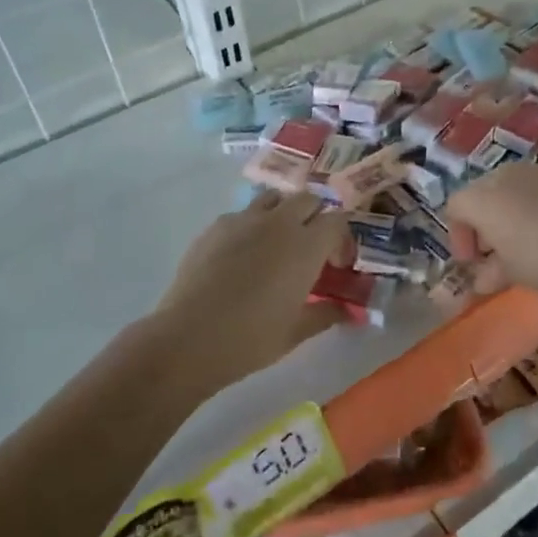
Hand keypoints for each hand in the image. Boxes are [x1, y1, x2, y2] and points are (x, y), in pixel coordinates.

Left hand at [155, 192, 351, 384]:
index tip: (335, 265)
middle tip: (310, 249)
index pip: (337, 221)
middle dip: (316, 218)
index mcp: (306, 245)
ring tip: (278, 243)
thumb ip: (327, 313)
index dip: (341, 240)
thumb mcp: (296, 331)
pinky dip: (252, 225)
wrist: (189, 337)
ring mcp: (244, 220)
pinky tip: (242, 255)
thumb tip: (348, 311)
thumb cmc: (251, 338)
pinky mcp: (216, 226)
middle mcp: (279, 222)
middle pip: (308, 199)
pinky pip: (243, 213)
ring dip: (284, 213)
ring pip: (275, 198)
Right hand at [445, 164, 537, 300]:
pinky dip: (536, 207)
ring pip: (511, 189)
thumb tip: (481, 280)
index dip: (459, 236)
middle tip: (496, 252)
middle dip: (484, 223)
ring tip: (525, 243)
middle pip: (482, 194)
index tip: (473, 262)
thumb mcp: (512, 273)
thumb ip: (491, 273)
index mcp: (483, 198)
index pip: (455, 207)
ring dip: (510, 213)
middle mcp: (505, 176)